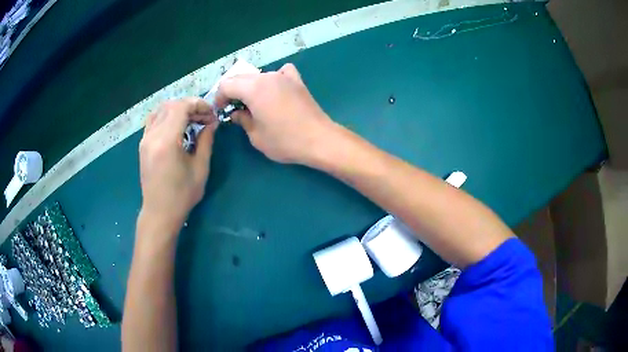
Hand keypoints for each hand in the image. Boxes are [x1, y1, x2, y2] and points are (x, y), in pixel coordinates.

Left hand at [138, 98, 216, 233]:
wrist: (159, 213)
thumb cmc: (182, 195)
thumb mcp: (200, 168)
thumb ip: (206, 141)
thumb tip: (212, 123)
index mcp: (166, 141)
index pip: (181, 107)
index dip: (199, 105)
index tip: (211, 114)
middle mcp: (152, 136)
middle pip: (171, 105)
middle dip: (191, 106)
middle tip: (205, 118)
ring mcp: (145, 139)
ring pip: (161, 109)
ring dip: (178, 109)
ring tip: (192, 120)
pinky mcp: (143, 144)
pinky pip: (154, 119)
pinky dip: (167, 116)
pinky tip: (176, 126)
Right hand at [216, 63, 338, 164]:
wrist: (319, 140)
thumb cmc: (285, 141)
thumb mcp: (256, 136)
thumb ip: (242, 120)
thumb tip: (236, 113)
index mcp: (253, 88)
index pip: (227, 85)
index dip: (220, 97)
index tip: (221, 110)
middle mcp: (267, 77)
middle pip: (241, 77)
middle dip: (233, 91)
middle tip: (234, 108)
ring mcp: (284, 76)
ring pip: (259, 75)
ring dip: (251, 86)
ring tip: (254, 103)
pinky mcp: (297, 81)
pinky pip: (281, 72)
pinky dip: (274, 78)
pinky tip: (276, 90)